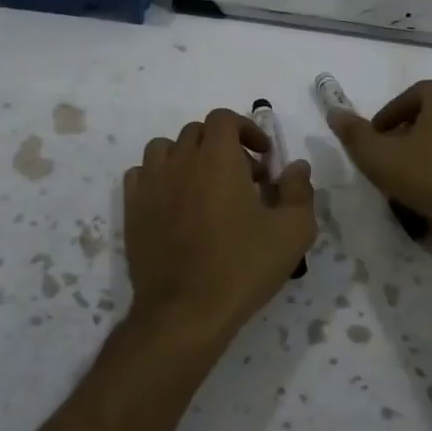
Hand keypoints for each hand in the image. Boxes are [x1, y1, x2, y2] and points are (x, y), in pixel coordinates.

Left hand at [123, 108, 314, 353]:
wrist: (185, 312)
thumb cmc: (243, 266)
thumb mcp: (292, 231)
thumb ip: (299, 191)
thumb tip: (296, 167)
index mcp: (217, 158)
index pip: (224, 119)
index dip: (246, 129)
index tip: (263, 157)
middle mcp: (179, 161)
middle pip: (197, 132)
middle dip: (223, 145)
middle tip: (244, 178)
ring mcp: (150, 184)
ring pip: (165, 148)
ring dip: (187, 156)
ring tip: (204, 185)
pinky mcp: (132, 209)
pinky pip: (141, 174)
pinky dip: (159, 177)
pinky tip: (175, 202)